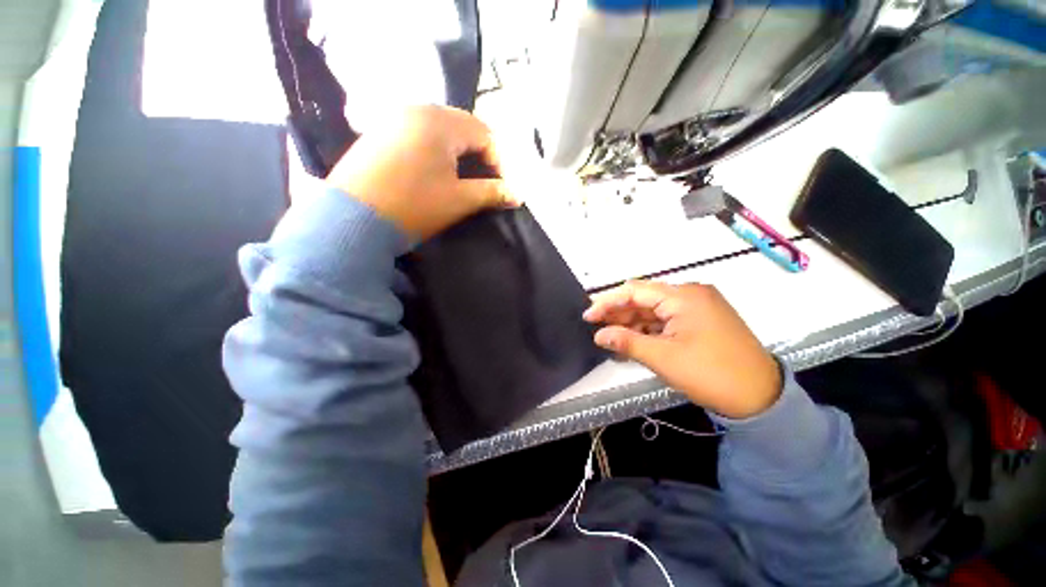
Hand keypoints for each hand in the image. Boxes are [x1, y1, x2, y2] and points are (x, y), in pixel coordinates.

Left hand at [327, 105, 516, 239]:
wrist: (352, 220)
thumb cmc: (414, 206)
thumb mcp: (459, 200)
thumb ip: (492, 193)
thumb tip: (518, 195)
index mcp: (439, 121)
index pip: (484, 133)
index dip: (499, 161)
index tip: (502, 187)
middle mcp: (416, 109)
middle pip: (462, 128)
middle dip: (479, 156)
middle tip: (485, 183)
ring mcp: (393, 119)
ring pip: (440, 131)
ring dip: (458, 154)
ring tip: (462, 180)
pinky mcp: (378, 133)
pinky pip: (418, 135)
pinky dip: (434, 152)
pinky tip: (433, 174)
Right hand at [583, 281, 781, 418]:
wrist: (761, 399)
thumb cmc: (711, 374)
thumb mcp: (663, 358)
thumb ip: (627, 342)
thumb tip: (599, 335)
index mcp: (683, 296)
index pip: (635, 291)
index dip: (608, 302)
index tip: (588, 316)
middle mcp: (690, 294)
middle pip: (644, 299)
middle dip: (619, 313)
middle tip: (597, 328)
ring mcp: (698, 308)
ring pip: (655, 311)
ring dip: (633, 323)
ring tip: (611, 337)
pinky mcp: (701, 321)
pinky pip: (667, 321)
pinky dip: (649, 331)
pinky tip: (633, 341)